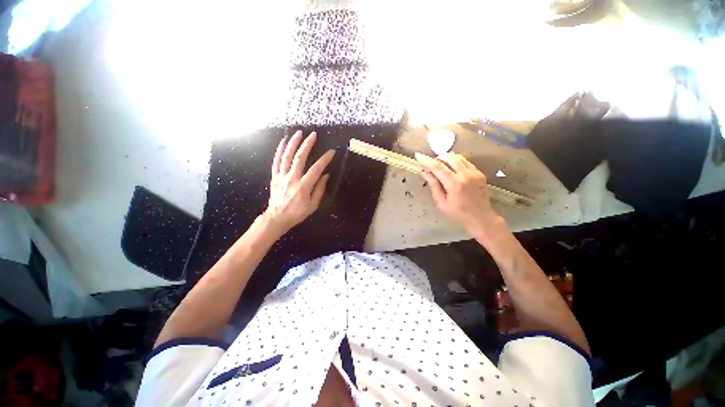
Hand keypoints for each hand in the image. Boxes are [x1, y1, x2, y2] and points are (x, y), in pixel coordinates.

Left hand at [264, 131, 334, 233]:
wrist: (277, 218)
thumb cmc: (297, 213)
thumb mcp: (313, 205)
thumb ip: (319, 189)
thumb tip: (325, 175)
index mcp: (303, 186)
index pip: (316, 169)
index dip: (324, 159)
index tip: (331, 152)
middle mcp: (292, 178)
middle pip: (300, 158)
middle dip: (307, 145)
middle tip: (313, 134)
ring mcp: (281, 176)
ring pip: (287, 156)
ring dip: (293, 143)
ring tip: (298, 133)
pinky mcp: (274, 176)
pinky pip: (276, 161)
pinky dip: (279, 150)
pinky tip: (283, 141)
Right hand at [415, 152, 502, 237]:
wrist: (481, 218)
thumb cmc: (458, 214)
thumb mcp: (441, 203)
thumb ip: (434, 186)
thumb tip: (425, 172)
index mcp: (454, 184)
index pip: (438, 167)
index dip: (426, 160)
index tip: (418, 155)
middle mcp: (466, 175)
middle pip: (448, 157)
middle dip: (437, 158)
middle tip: (431, 167)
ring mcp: (474, 172)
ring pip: (458, 157)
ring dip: (446, 159)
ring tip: (441, 167)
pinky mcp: (479, 173)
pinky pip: (465, 161)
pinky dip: (455, 162)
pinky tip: (452, 170)